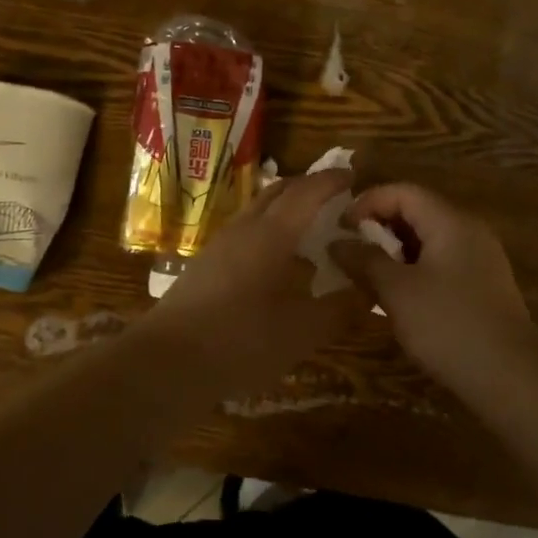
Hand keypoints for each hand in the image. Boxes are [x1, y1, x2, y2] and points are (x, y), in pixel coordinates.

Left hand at [140, 167, 366, 393]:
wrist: (167, 362)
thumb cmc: (241, 340)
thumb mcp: (303, 332)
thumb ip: (340, 309)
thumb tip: (370, 291)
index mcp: (272, 234)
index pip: (306, 192)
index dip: (330, 181)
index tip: (352, 175)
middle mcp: (244, 229)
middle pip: (278, 192)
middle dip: (307, 187)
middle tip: (334, 197)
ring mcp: (220, 245)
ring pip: (258, 211)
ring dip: (285, 209)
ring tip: (309, 229)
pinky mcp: (205, 265)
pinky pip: (245, 232)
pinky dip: (268, 232)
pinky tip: (277, 263)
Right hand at [336, 183, 537, 382]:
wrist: (511, 378)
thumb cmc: (448, 325)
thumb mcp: (397, 291)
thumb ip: (365, 261)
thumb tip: (337, 243)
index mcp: (450, 222)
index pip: (403, 191)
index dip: (367, 203)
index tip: (340, 229)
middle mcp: (469, 230)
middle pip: (417, 211)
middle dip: (379, 227)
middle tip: (349, 252)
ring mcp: (480, 258)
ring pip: (428, 239)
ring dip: (394, 251)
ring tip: (366, 274)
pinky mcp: (482, 286)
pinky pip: (441, 262)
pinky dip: (413, 268)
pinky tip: (397, 295)